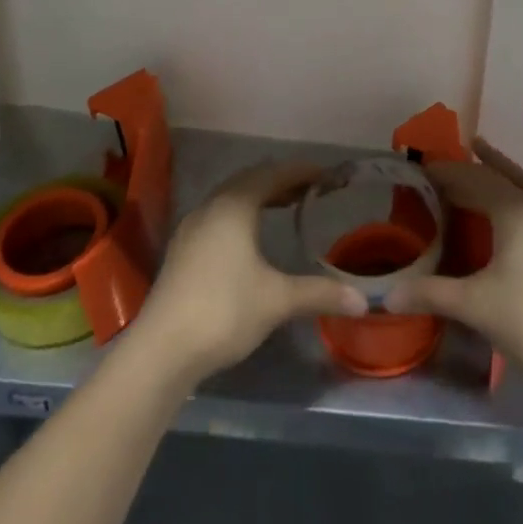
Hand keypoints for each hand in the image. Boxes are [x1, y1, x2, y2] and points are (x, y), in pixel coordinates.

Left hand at [129, 163, 365, 387]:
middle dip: (281, 181)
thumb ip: (319, 293)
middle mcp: (211, 207)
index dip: (302, 172)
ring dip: (259, 196)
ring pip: (231, 198)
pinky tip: (251, 238)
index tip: (327, 175)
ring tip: (285, 207)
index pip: (273, 174)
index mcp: (234, 205)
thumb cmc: (224, 311)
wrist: (161, 351)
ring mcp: (192, 228)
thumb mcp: (277, 300)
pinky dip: (242, 214)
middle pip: (250, 180)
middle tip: (310, 189)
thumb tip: (361, 301)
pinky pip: (219, 216)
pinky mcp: (182, 251)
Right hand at [386, 139, 522, 397]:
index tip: (425, 169)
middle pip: (503, 179)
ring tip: (488, 157)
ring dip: (510, 173)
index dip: (448, 173)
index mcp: (514, 212)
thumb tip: (387, 295)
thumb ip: (430, 294)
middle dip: (474, 168)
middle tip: (448, 163)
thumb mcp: (473, 305)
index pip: (474, 181)